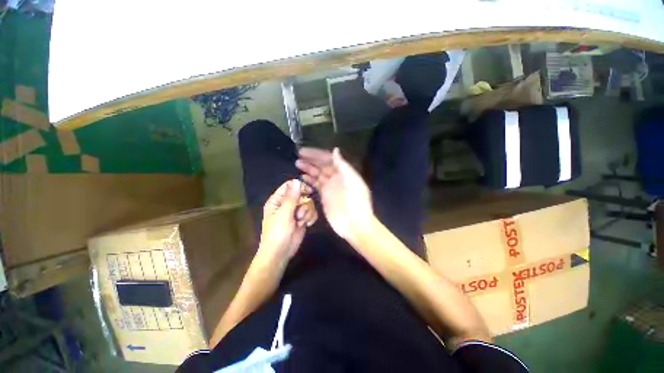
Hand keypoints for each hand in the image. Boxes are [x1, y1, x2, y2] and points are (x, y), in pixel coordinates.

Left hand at [258, 179, 317, 265]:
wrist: (280, 253)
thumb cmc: (278, 233)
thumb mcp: (284, 214)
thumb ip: (291, 197)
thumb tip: (297, 180)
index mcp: (277, 200)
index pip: (289, 186)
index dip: (299, 187)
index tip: (308, 192)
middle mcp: (287, 204)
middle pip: (301, 194)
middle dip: (304, 204)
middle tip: (300, 214)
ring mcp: (295, 212)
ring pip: (308, 204)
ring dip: (307, 212)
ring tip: (301, 222)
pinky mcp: (302, 219)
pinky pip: (311, 212)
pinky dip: (311, 218)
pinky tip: (307, 224)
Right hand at [296, 147, 372, 241]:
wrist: (354, 224)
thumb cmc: (356, 202)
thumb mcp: (353, 181)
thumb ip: (343, 166)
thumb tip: (335, 150)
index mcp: (344, 172)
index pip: (329, 159)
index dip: (317, 154)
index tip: (304, 152)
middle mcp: (337, 177)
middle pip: (322, 165)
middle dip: (311, 160)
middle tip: (298, 156)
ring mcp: (330, 187)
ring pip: (318, 174)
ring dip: (308, 168)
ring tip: (297, 163)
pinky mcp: (325, 196)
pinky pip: (316, 185)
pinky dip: (309, 180)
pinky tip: (302, 177)